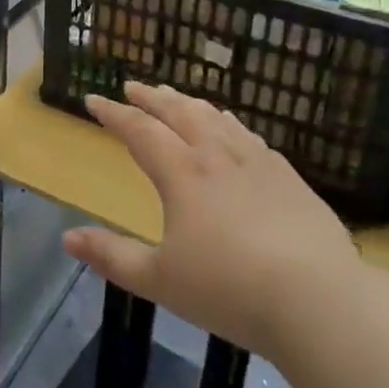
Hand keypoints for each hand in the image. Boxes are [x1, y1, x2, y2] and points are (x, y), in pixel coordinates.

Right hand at [63, 82, 359, 357]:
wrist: (320, 300)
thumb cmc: (230, 290)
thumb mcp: (160, 280)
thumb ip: (112, 256)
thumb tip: (68, 237)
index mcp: (182, 173)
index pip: (139, 130)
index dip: (113, 113)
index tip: (93, 99)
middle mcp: (216, 155)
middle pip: (178, 112)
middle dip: (151, 97)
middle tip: (133, 86)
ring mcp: (257, 162)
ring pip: (215, 118)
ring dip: (188, 103)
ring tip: (176, 98)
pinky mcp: (288, 177)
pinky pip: (249, 135)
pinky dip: (228, 122)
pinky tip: (231, 129)